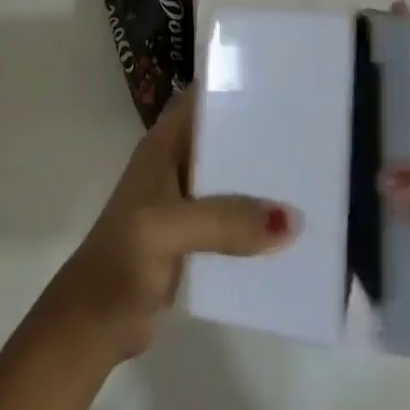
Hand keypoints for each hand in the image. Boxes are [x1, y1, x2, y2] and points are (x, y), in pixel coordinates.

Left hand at [42, 93, 294, 364]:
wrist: (93, 326)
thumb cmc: (122, 261)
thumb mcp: (168, 229)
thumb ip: (224, 220)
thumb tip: (291, 219)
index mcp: (164, 145)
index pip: (204, 100)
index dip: (237, 87)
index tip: (283, 83)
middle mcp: (177, 165)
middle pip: (225, 138)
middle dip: (262, 134)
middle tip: (314, 131)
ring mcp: (186, 202)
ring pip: (233, 179)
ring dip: (264, 180)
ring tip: (315, 175)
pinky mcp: (196, 238)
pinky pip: (235, 219)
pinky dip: (258, 220)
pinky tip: (295, 227)